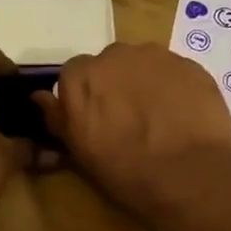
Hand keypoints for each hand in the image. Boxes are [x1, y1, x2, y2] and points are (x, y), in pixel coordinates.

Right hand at [35, 44, 230, 221]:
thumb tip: (39, 97)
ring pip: (143, 65)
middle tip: (126, 120)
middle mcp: (115, 55)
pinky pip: (173, 72)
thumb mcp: (80, 152)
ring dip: (144, 84)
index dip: (84, 98)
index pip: (73, 75)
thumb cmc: (125, 171)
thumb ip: (57, 118)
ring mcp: (156, 56)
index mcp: (81, 77)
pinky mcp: (191, 64)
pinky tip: (181, 116)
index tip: (93, 121)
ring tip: (157, 119)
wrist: (189, 175)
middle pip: (109, 65)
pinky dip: (173, 88)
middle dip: (115, 86)